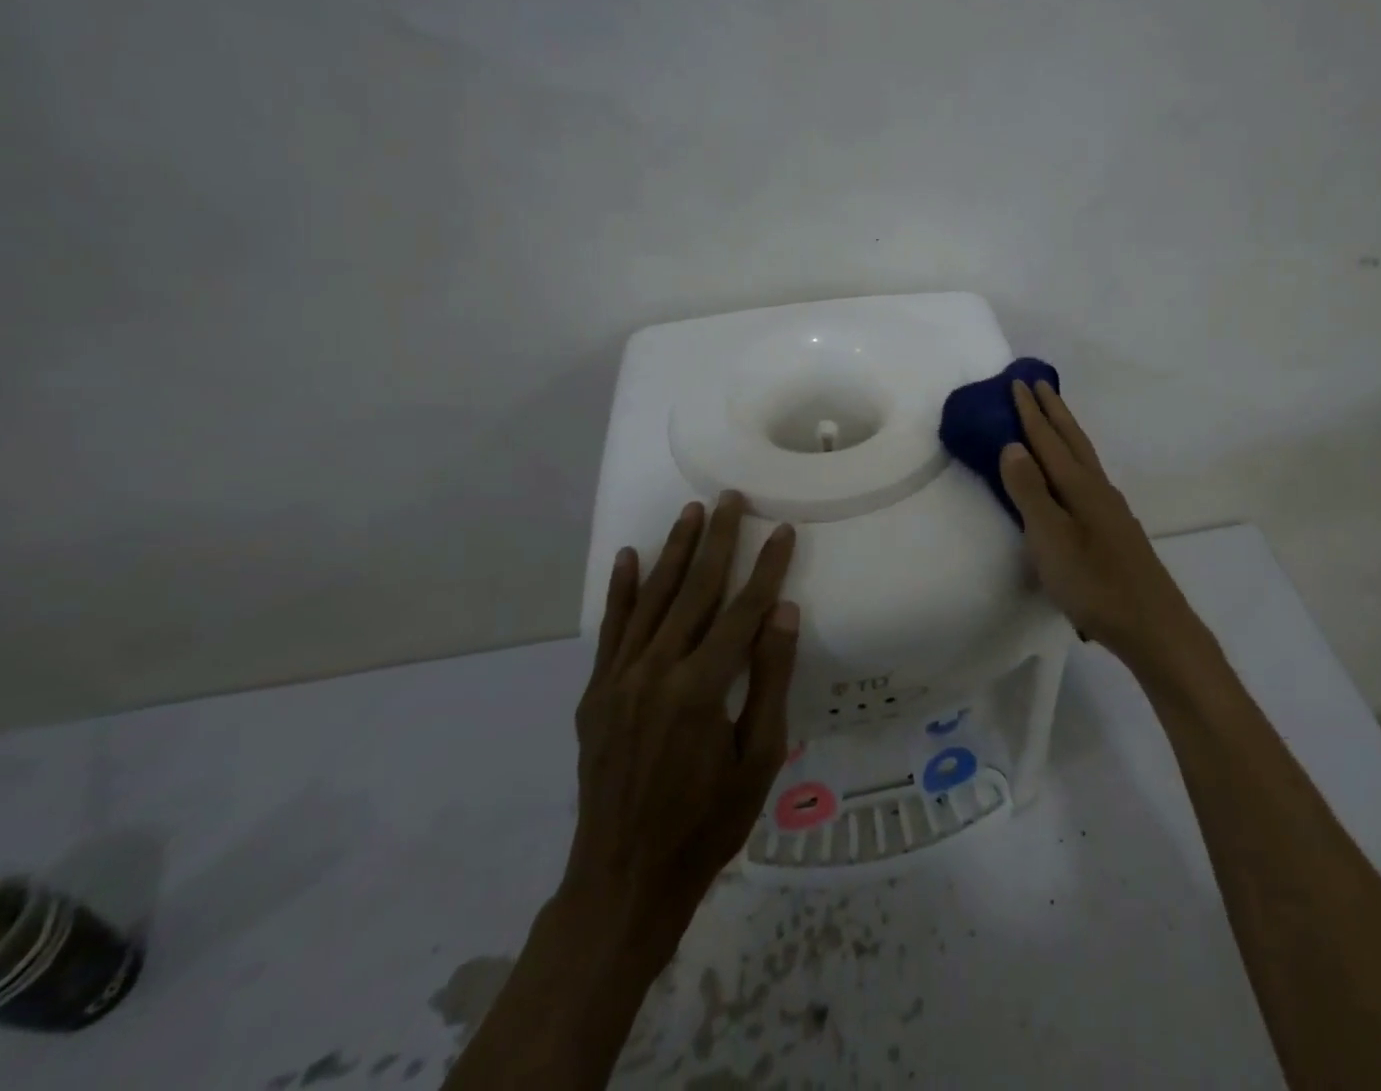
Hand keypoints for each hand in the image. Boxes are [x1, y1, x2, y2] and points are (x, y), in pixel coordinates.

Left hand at [565, 492, 798, 937]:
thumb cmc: (707, 824)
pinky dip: (620, 591)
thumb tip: (782, 612)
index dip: (767, 568)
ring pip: (652, 599)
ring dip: (674, 552)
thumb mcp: (758, 759)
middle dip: (718, 540)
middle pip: (696, 590)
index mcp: (701, 687)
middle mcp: (656, 670)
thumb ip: (770, 680)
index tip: (783, 531)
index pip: (743, 610)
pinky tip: (627, 558)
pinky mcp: (596, 694)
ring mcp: (619, 680)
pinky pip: (611, 630)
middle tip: (731, 498)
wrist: (623, 882)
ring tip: (691, 512)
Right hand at [999, 379, 1202, 669]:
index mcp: (1079, 486)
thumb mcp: (1050, 538)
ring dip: (1067, 433)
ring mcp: (1111, 509)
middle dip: (1054, 412)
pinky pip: (1089, 477)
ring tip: (1054, 420)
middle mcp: (1098, 488)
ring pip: (1084, 458)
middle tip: (1038, 385)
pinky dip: (1075, 461)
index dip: (1031, 413)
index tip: (1017, 383)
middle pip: (1073, 440)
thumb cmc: (1093, 583)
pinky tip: (1074, 478)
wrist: (1152, 625)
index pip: (1048, 440)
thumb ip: (1029, 491)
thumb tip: (1012, 445)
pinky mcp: (1116, 529)